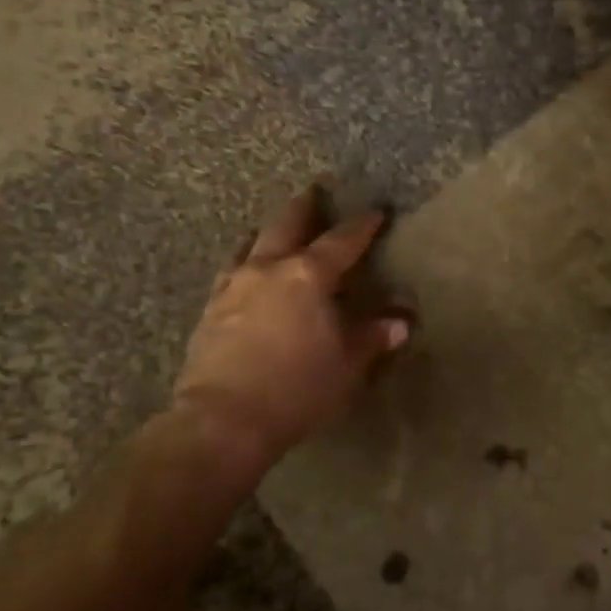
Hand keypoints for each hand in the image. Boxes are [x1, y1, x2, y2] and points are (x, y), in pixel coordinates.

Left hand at [170, 184, 409, 471]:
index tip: (376, 213)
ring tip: (272, 228)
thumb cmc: (297, 388)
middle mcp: (268, 269)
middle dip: (304, 207)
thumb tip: (400, 323)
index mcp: (308, 276)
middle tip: (313, 190)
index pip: (342, 241)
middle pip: (286, 225)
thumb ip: (372, 338)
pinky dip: (242, 262)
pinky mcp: (210, 310)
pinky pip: (229, 272)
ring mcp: (233, 287)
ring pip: (250, 244)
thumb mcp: (347, 365)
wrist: (224, 420)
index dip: (362, 226)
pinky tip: (242, 272)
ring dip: (266, 231)